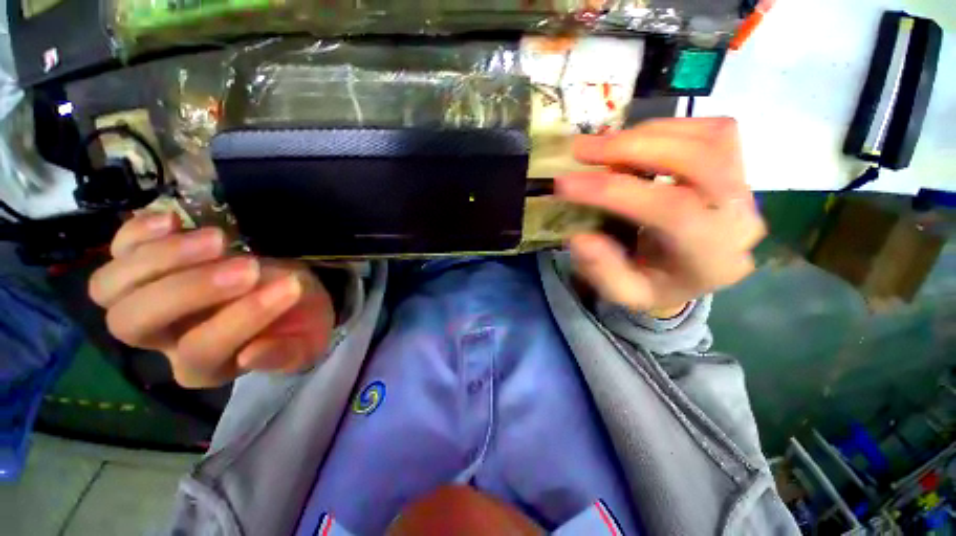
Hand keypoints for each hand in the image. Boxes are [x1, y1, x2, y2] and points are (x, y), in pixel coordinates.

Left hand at [89, 213, 334, 387]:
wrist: (288, 293)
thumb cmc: (300, 320)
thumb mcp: (308, 343)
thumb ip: (286, 353)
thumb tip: (253, 353)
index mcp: (204, 366)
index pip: (202, 349)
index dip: (245, 317)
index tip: (291, 286)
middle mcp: (161, 341)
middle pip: (134, 322)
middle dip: (191, 290)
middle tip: (249, 266)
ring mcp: (146, 302)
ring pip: (111, 287)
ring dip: (164, 258)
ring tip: (220, 239)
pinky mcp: (145, 267)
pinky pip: (118, 249)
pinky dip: (138, 233)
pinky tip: (175, 221)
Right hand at [557, 118, 765, 316]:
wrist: (690, 274)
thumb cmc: (654, 285)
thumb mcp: (623, 293)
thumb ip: (603, 270)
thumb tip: (580, 237)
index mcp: (711, 258)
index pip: (670, 210)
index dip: (613, 191)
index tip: (565, 184)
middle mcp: (740, 218)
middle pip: (697, 161)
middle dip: (631, 148)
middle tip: (581, 150)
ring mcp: (746, 187)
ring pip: (708, 136)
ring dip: (646, 135)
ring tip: (603, 148)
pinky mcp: (738, 167)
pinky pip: (713, 129)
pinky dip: (667, 129)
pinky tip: (635, 145)